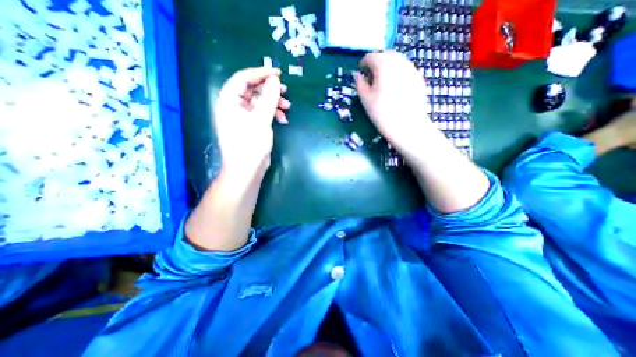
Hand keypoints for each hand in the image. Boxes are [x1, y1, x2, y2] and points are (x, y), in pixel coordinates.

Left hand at [214, 67, 290, 175]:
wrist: (247, 169)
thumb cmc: (250, 145)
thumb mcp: (261, 120)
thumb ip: (269, 98)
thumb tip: (274, 80)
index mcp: (229, 101)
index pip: (243, 78)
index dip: (260, 73)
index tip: (277, 74)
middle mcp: (234, 106)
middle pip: (252, 89)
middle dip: (270, 90)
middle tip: (285, 92)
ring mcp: (243, 116)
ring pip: (259, 101)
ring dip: (274, 103)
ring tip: (287, 107)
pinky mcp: (251, 124)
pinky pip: (262, 112)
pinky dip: (273, 113)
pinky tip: (283, 119)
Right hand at [356, 50, 435, 155]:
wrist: (407, 126)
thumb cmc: (382, 113)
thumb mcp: (365, 99)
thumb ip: (360, 84)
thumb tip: (359, 76)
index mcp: (384, 64)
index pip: (370, 57)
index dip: (363, 64)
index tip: (360, 72)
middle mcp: (399, 61)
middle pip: (385, 55)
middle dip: (376, 64)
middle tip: (371, 78)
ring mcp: (412, 69)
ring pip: (397, 61)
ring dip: (387, 68)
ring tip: (383, 84)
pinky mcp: (419, 78)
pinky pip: (405, 70)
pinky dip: (397, 74)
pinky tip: (395, 89)